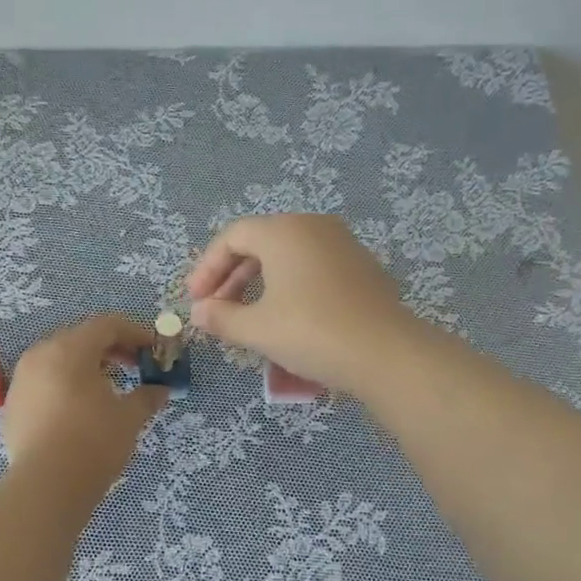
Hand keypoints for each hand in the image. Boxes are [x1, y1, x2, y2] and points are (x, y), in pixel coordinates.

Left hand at [2, 314, 169, 489]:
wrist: (46, 486)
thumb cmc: (94, 442)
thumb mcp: (129, 417)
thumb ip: (147, 397)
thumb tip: (161, 390)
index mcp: (70, 349)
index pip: (107, 325)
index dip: (136, 333)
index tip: (154, 350)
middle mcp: (40, 355)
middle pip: (81, 338)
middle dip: (111, 349)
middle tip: (135, 367)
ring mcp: (21, 380)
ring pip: (58, 360)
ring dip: (87, 367)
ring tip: (108, 389)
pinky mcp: (12, 405)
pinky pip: (43, 383)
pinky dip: (65, 386)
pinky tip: (79, 410)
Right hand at [186, 214, 420, 392]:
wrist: (385, 353)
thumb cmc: (311, 333)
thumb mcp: (258, 329)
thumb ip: (221, 317)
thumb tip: (199, 313)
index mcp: (284, 231)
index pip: (233, 236)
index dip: (207, 267)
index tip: (195, 300)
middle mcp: (314, 227)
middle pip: (261, 242)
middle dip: (232, 276)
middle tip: (216, 309)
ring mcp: (343, 245)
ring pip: (288, 256)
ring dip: (260, 282)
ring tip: (247, 316)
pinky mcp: (362, 268)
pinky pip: (313, 267)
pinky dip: (290, 286)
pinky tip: (287, 317)